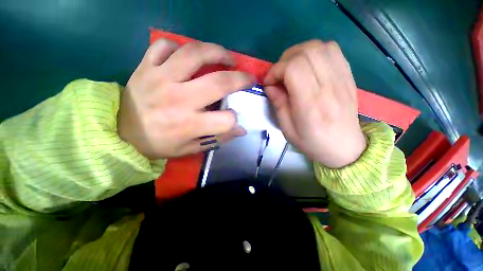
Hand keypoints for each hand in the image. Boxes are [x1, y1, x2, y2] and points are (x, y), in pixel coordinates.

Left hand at [118, 39, 252, 158]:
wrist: (121, 133)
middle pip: (218, 82)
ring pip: (194, 54)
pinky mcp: (145, 67)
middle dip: (240, 78)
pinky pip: (164, 46)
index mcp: (189, 124)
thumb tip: (241, 130)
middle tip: (248, 76)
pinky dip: (179, 47)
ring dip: (217, 52)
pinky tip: (187, 55)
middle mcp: (178, 99)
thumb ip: (218, 138)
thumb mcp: (191, 148)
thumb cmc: (159, 144)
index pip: (225, 120)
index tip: (233, 117)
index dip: (234, 119)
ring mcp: (160, 78)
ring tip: (227, 57)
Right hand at [264, 40, 365, 167]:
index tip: (269, 82)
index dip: (276, 70)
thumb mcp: (287, 129)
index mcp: (311, 103)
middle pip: (306, 52)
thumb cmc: (312, 142)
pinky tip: (308, 66)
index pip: (293, 68)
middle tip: (279, 75)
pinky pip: (332, 50)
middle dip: (285, 60)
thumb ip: (278, 104)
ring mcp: (342, 78)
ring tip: (292, 69)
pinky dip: (316, 52)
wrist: (344, 147)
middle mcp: (329, 86)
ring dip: (299, 53)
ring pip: (319, 46)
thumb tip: (270, 86)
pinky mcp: (348, 76)